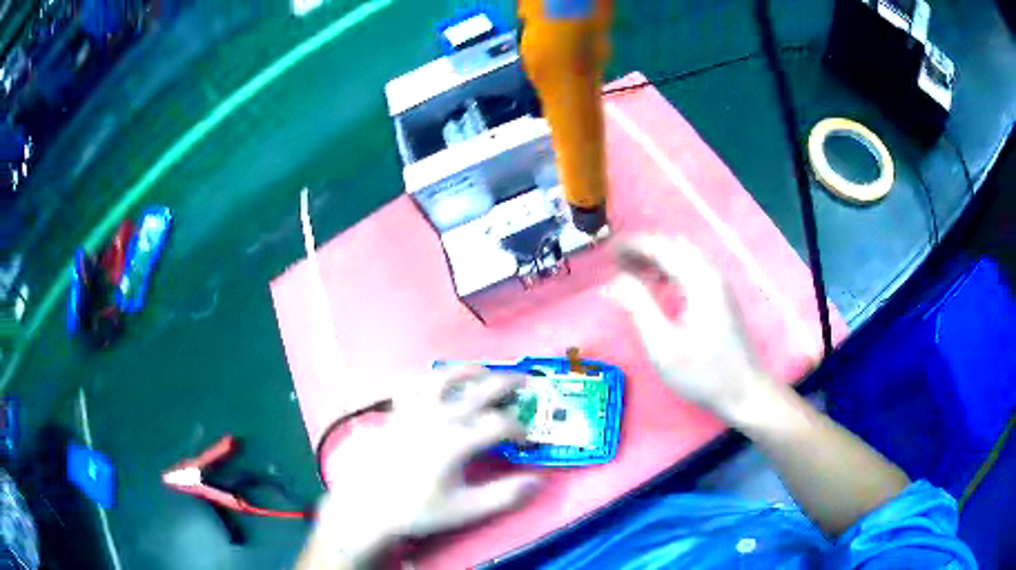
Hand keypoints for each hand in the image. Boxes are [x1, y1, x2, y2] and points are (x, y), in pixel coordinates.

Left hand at [302, 367, 541, 567]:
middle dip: (506, 385)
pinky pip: (415, 386)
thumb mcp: (464, 509)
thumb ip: (504, 496)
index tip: (526, 440)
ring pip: (444, 379)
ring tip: (485, 370)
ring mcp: (413, 411)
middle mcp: (436, 418)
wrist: (367, 507)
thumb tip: (538, 482)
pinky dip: (430, 380)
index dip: (518, 429)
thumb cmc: (416, 510)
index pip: (498, 424)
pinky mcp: (396, 413)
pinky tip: (438, 384)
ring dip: (469, 371)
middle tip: (525, 382)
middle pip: (478, 391)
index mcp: (456, 441)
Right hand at [604, 235, 770, 419]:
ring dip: (657, 257)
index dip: (633, 246)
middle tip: (617, 262)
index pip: (662, 248)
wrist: (744, 392)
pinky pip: (692, 268)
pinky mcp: (721, 297)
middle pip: (675, 246)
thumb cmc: (703, 373)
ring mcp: (719, 285)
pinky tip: (658, 284)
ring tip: (632, 271)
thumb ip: (639, 308)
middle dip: (644, 248)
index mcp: (699, 282)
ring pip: (685, 256)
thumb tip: (615, 281)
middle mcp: (711, 275)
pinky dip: (671, 267)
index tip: (608, 252)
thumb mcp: (663, 347)